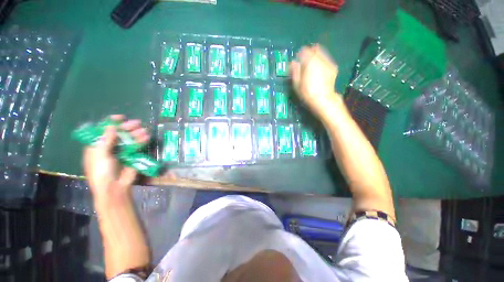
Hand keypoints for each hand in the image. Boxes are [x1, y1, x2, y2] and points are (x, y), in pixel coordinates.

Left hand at [83, 115, 149, 204]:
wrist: (114, 187)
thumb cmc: (102, 172)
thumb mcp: (100, 156)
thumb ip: (105, 141)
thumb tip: (111, 126)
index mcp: (97, 146)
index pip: (103, 131)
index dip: (111, 123)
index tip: (121, 117)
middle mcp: (110, 147)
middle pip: (119, 134)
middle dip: (127, 128)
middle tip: (137, 123)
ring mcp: (121, 151)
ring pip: (129, 139)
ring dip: (137, 134)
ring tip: (145, 131)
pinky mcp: (132, 156)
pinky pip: (137, 147)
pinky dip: (142, 142)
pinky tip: (147, 138)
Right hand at [290, 44, 339, 118]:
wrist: (323, 98)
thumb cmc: (307, 92)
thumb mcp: (297, 83)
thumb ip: (295, 71)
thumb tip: (293, 63)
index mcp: (309, 62)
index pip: (304, 51)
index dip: (300, 54)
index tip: (298, 60)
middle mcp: (320, 59)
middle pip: (314, 49)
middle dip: (309, 54)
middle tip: (305, 62)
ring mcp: (328, 62)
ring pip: (321, 53)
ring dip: (316, 56)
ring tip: (312, 66)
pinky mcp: (333, 67)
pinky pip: (326, 59)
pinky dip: (322, 61)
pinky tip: (319, 70)